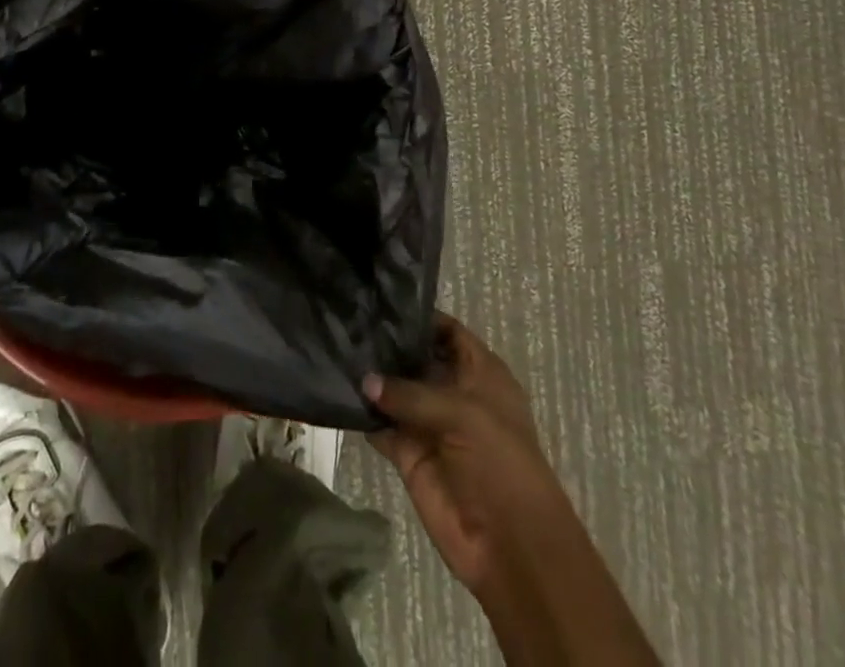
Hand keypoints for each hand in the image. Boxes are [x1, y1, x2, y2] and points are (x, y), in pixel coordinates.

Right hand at [365, 315, 578, 598]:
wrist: (510, 545)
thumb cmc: (500, 462)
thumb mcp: (463, 413)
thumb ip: (411, 393)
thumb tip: (364, 380)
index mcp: (480, 373)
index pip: (447, 331)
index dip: (419, 317)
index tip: (380, 299)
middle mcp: (453, 391)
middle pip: (416, 358)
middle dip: (387, 344)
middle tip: (346, 320)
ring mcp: (429, 423)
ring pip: (395, 391)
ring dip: (371, 378)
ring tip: (334, 349)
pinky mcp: (409, 454)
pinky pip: (382, 426)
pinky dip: (362, 414)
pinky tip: (337, 392)